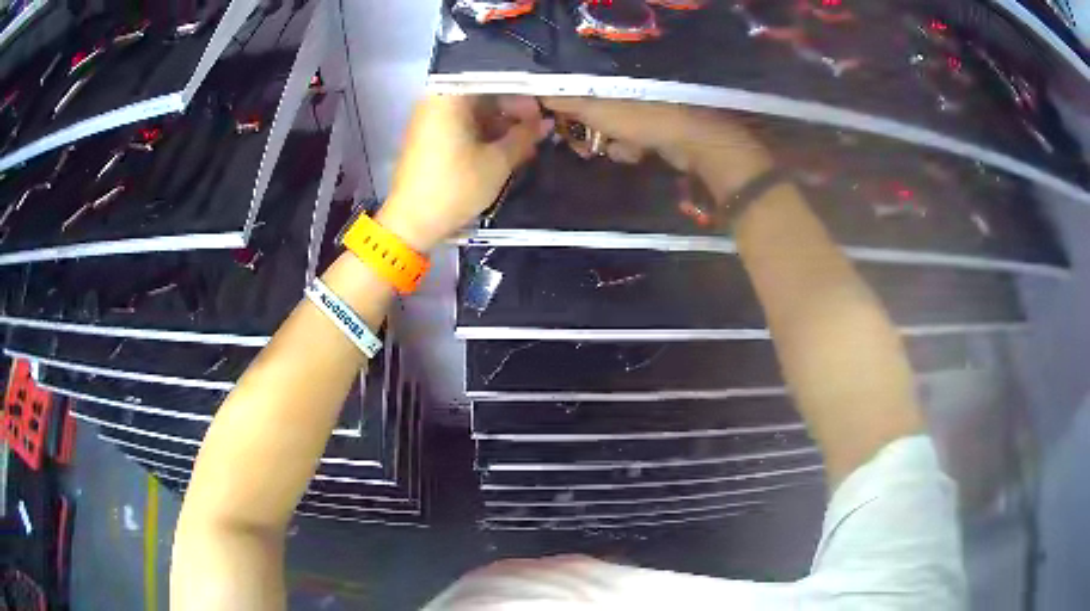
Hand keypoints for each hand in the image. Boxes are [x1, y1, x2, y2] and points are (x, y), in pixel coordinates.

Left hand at [376, 95, 549, 251]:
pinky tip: (505, 149)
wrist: (413, 222)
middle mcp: (437, 100)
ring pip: (474, 111)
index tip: (544, 110)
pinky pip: (461, 124)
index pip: (496, 80)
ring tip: (526, 144)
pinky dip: (483, 133)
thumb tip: (545, 123)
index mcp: (450, 96)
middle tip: (538, 130)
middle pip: (483, 94)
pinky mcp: (428, 136)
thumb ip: (525, 136)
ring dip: (501, 124)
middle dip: (514, 111)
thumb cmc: (456, 187)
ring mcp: (429, 118)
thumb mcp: (498, 162)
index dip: (524, 94)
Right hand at [541, 97, 773, 201]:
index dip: (564, 111)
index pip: (576, 95)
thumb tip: (537, 93)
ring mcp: (642, 114)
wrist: (688, 141)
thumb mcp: (595, 109)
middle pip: (592, 116)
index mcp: (610, 84)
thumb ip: (567, 102)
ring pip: (610, 132)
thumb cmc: (639, 120)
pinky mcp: (655, 133)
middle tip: (584, 147)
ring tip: (618, 149)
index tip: (554, 127)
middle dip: (586, 133)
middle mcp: (624, 95)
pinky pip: (631, 143)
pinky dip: (629, 151)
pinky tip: (635, 154)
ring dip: (609, 145)